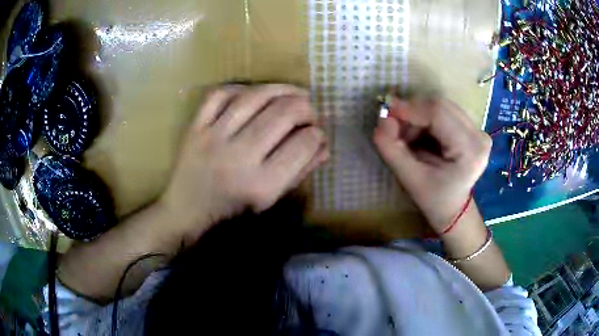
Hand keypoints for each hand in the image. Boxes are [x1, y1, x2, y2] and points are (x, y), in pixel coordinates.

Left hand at [161, 84, 328, 240]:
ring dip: (282, 89)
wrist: (187, 211)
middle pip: (284, 113)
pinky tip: (255, 93)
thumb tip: (324, 145)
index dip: (317, 134)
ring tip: (294, 93)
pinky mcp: (194, 127)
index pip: (303, 144)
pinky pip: (220, 94)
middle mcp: (238, 157)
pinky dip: (242, 87)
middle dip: (306, 108)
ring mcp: (213, 138)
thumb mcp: (270, 200)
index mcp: (262, 184)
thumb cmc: (232, 211)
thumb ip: (300, 172)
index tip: (317, 133)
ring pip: (255, 96)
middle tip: (309, 112)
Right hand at [373, 97, 491, 233]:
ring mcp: (478, 129)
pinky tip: (422, 136)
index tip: (386, 115)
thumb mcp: (410, 179)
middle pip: (440, 105)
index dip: (410, 109)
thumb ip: (392, 149)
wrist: (454, 209)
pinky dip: (426, 119)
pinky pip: (444, 111)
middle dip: (413, 114)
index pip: (438, 113)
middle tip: (396, 130)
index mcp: (470, 150)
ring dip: (419, 117)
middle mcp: (479, 135)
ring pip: (440, 106)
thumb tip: (382, 119)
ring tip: (410, 139)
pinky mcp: (473, 128)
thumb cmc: (434, 199)